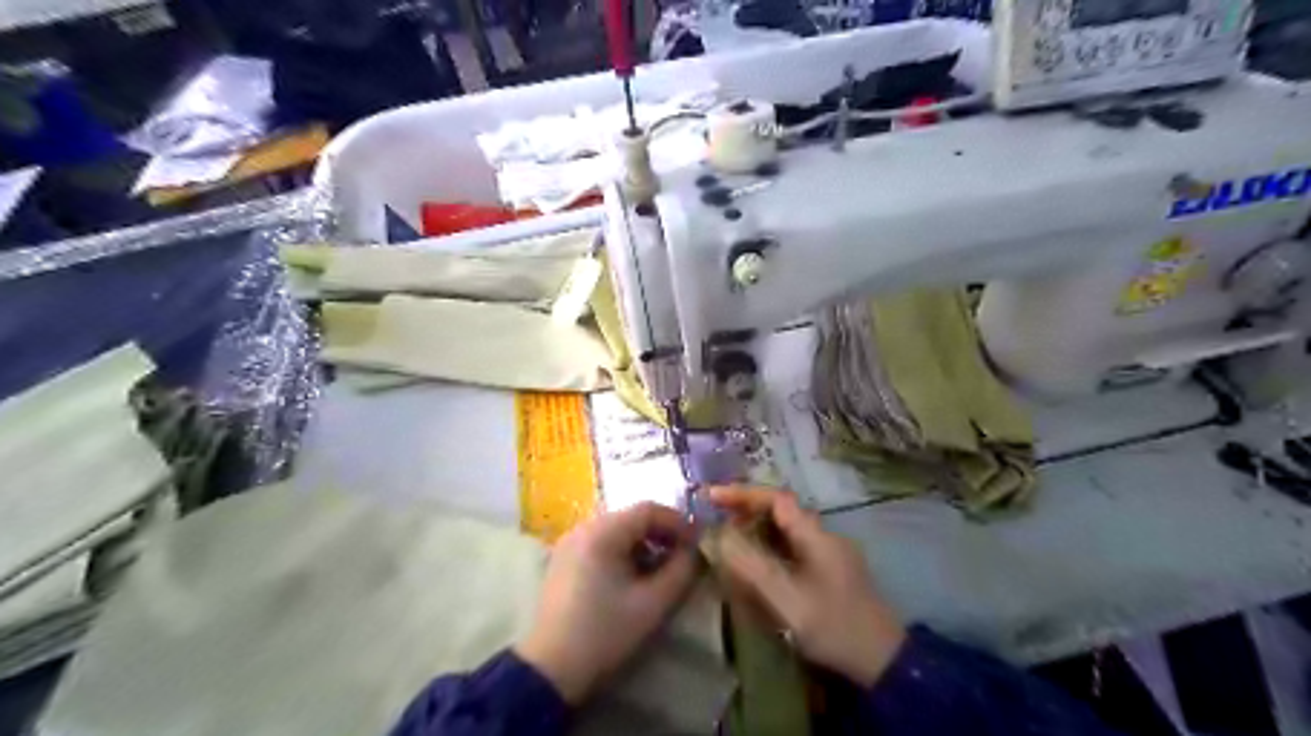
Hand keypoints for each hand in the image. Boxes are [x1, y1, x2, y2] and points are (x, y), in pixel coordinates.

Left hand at [512, 503, 701, 704]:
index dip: (678, 522)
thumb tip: (694, 551)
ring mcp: (570, 543)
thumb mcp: (652, 604)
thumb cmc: (604, 633)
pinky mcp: (564, 560)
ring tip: (662, 569)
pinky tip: (635, 576)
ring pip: (618, 530)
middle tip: (683, 556)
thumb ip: (681, 571)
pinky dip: (624, 552)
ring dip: (644, 543)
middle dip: (662, 533)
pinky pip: (602, 543)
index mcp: (601, 532)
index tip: (697, 543)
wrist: (551, 669)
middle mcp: (583, 528)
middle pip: (632, 517)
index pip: (648, 509)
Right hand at [714, 484, 908, 686]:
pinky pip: (794, 547)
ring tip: (729, 542)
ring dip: (757, 529)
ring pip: (787, 530)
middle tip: (716, 522)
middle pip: (780, 511)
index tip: (711, 497)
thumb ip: (752, 566)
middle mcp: (825, 536)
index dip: (742, 494)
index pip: (775, 499)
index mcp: (816, 536)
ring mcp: (831, 553)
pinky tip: (757, 565)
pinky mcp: (832, 570)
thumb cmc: (834, 628)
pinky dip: (770, 547)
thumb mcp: (787, 600)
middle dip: (746, 511)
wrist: (883, 663)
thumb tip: (719, 536)